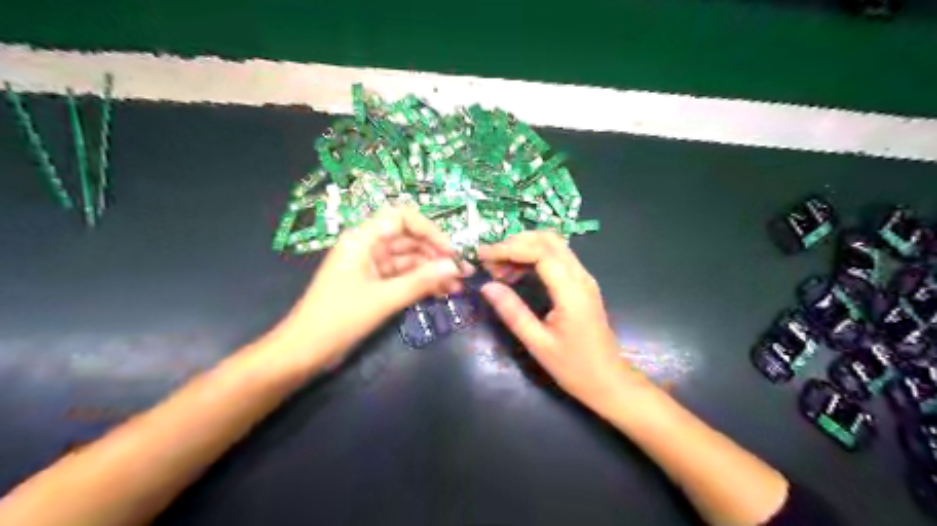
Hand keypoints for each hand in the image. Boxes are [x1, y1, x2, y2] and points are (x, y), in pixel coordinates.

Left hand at [275, 205, 467, 368]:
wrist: (306, 351)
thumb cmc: (339, 319)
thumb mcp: (383, 299)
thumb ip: (420, 281)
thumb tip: (454, 267)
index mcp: (363, 239)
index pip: (402, 218)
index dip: (429, 229)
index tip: (450, 251)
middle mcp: (369, 247)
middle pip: (410, 239)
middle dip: (437, 254)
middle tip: (463, 272)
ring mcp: (373, 267)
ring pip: (410, 260)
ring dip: (433, 271)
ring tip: (458, 286)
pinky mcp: (376, 285)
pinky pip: (404, 277)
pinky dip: (422, 284)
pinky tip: (443, 292)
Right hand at [478, 232, 640, 406]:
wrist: (608, 381)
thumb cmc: (574, 367)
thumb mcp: (538, 343)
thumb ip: (513, 312)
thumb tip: (487, 287)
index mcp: (571, 291)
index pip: (539, 252)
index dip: (508, 249)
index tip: (483, 256)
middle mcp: (581, 277)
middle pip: (548, 240)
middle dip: (515, 243)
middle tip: (490, 261)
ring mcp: (584, 278)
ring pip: (553, 245)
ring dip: (524, 248)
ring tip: (499, 269)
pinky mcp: (582, 284)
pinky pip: (557, 258)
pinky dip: (534, 257)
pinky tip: (517, 273)